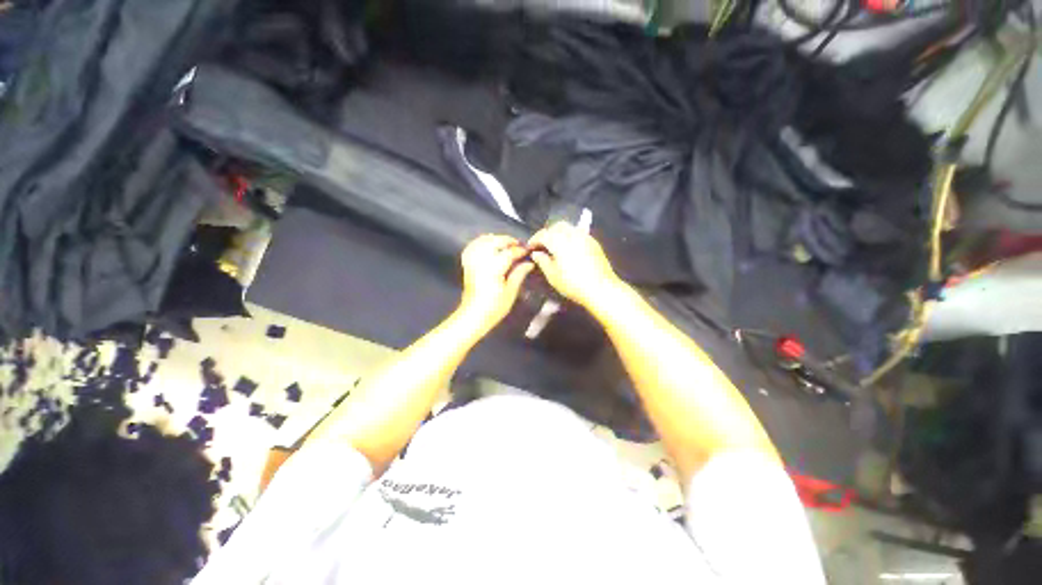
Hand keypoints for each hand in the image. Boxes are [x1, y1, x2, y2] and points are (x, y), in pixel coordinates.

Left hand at [457, 234, 533, 331]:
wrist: (474, 315)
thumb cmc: (494, 307)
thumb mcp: (511, 292)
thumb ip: (519, 274)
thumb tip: (529, 263)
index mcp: (494, 269)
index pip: (509, 253)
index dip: (520, 250)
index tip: (527, 250)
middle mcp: (481, 262)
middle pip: (495, 242)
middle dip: (507, 240)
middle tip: (517, 245)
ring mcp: (472, 262)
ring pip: (482, 242)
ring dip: (495, 239)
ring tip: (505, 243)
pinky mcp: (467, 265)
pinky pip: (471, 247)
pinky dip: (480, 242)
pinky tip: (487, 244)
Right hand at [528, 223, 622, 307]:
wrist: (601, 288)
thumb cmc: (573, 284)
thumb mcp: (552, 276)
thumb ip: (542, 261)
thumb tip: (536, 253)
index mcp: (559, 241)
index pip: (543, 234)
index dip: (535, 239)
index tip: (531, 247)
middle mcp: (572, 234)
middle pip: (556, 226)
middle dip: (548, 233)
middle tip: (542, 245)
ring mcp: (585, 237)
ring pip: (569, 228)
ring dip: (559, 233)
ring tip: (555, 246)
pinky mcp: (594, 242)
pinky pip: (579, 233)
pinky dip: (570, 237)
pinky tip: (569, 249)